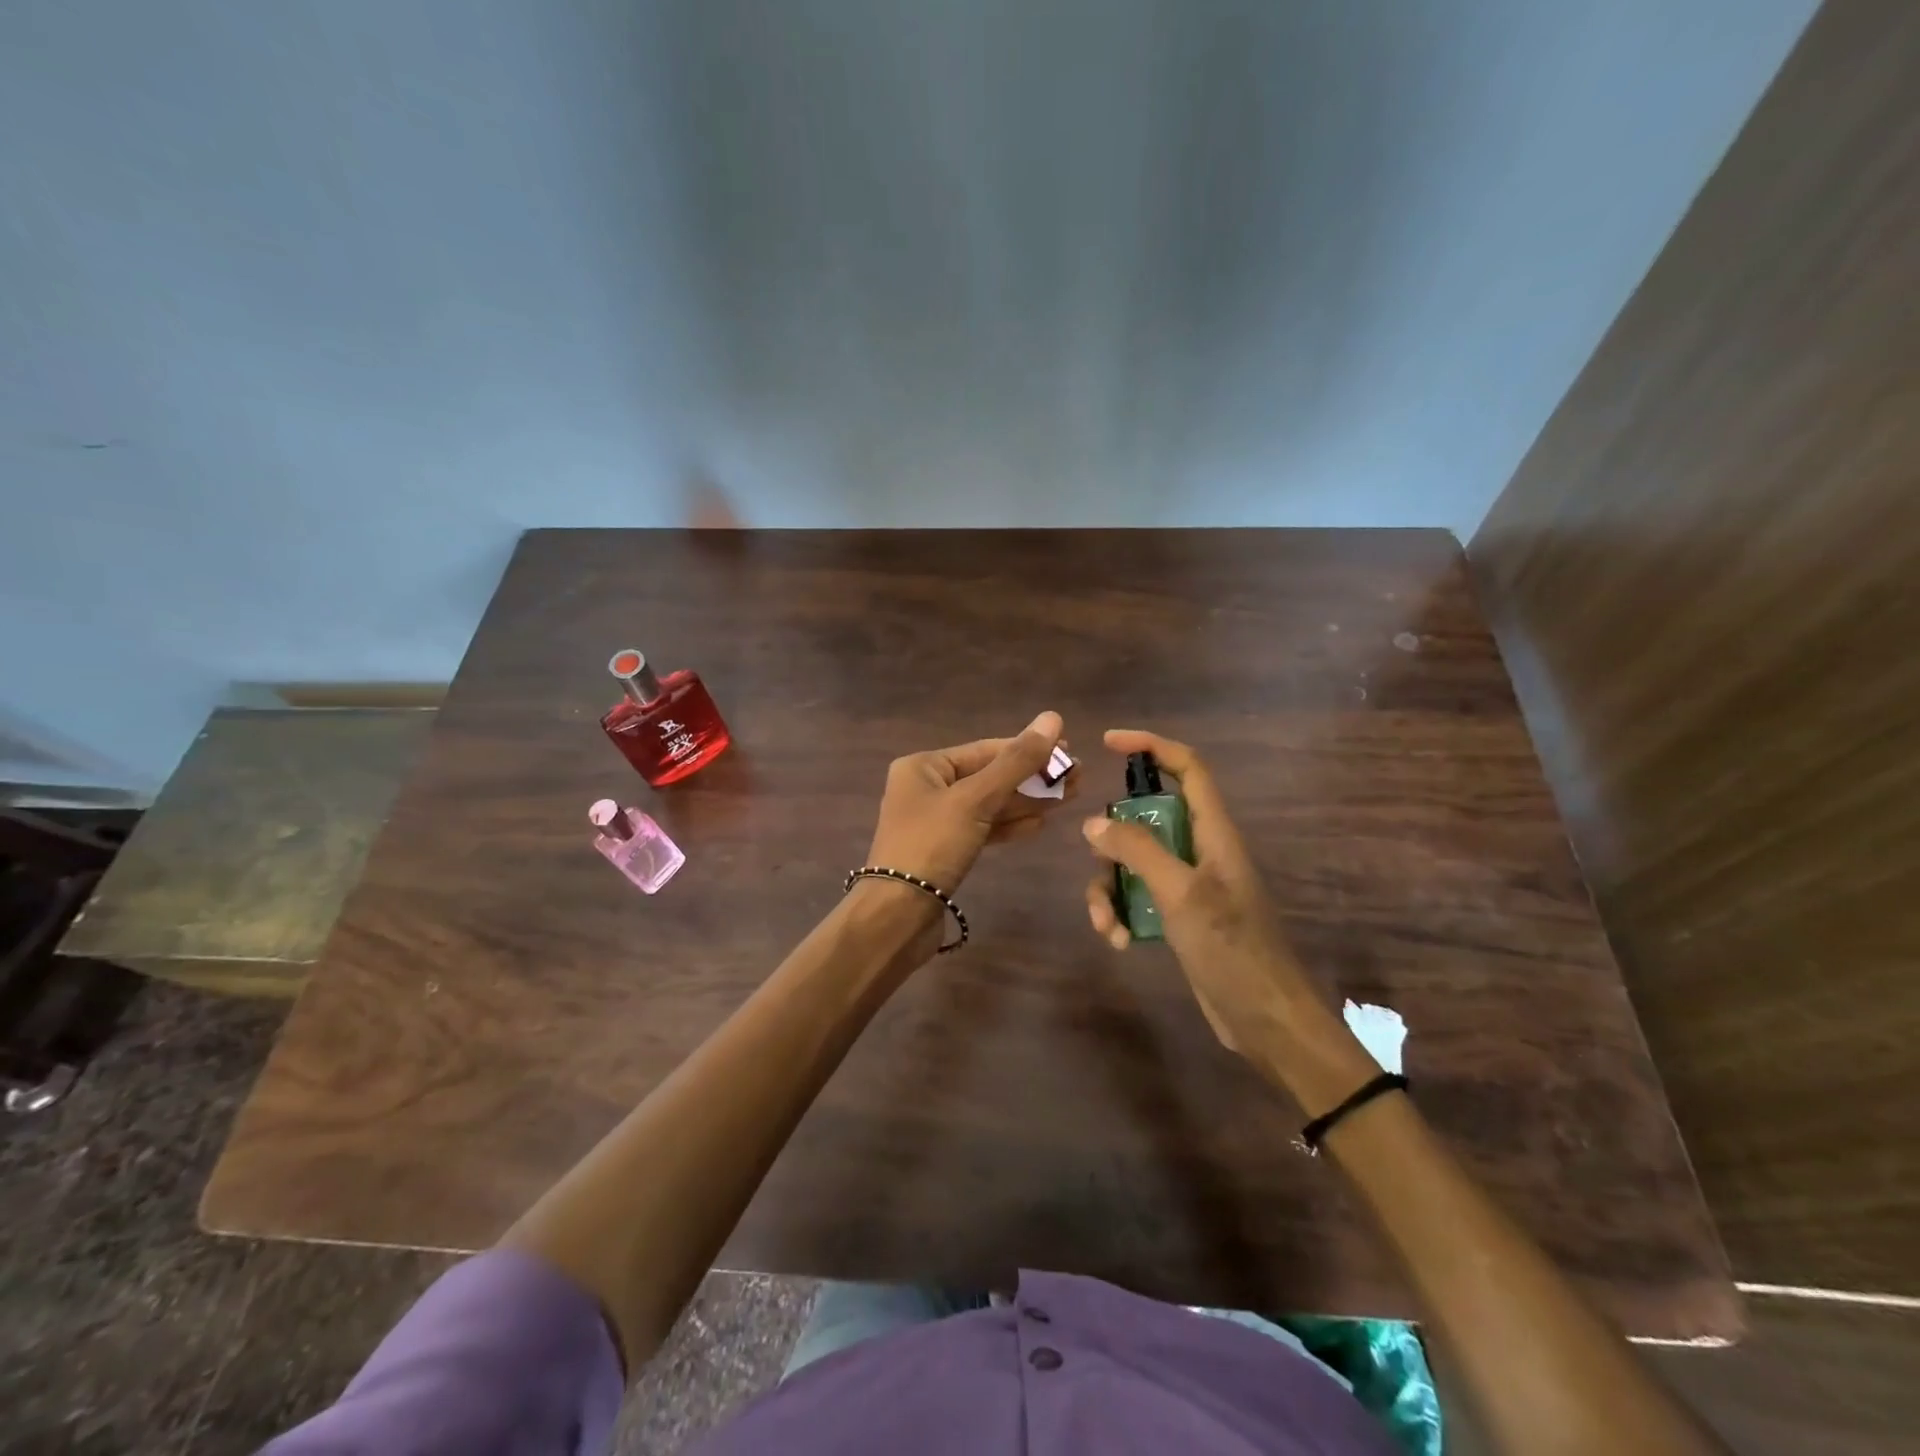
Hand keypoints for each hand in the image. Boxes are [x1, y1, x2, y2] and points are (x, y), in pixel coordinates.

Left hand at [866, 711, 1074, 895]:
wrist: (897, 915)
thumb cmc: (932, 845)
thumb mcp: (976, 799)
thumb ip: (1016, 762)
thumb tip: (1052, 717)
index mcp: (923, 766)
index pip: (985, 750)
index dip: (1028, 749)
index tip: (1068, 751)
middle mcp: (926, 788)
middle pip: (989, 776)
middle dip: (1032, 778)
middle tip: (1078, 777)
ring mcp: (935, 821)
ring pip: (988, 805)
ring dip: (1027, 802)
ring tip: (1070, 797)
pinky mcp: (944, 851)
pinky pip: (982, 829)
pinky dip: (1009, 826)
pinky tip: (1040, 824)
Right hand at [1080, 729, 1323, 1071]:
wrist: (1265, 1020)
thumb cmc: (1231, 948)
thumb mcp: (1180, 893)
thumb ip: (1137, 851)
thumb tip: (1094, 823)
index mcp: (1214, 832)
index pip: (1188, 768)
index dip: (1151, 746)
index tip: (1108, 742)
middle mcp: (1201, 850)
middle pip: (1146, 818)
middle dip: (1113, 838)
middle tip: (1096, 857)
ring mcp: (1189, 884)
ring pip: (1134, 862)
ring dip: (1110, 888)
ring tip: (1106, 924)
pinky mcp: (1179, 916)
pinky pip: (1137, 896)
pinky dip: (1120, 912)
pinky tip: (1118, 941)